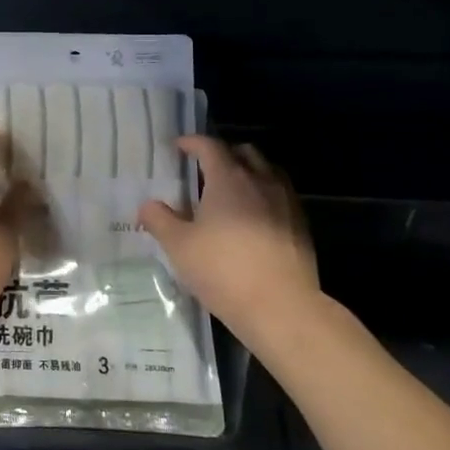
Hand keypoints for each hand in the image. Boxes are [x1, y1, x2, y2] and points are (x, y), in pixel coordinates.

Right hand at [138, 136, 321, 359]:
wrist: (281, 307)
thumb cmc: (223, 270)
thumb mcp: (178, 246)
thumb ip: (160, 220)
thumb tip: (147, 205)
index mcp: (228, 179)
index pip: (210, 146)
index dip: (192, 142)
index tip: (179, 147)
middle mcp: (260, 181)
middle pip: (244, 152)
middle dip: (224, 154)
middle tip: (205, 169)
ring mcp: (286, 202)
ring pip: (268, 172)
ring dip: (249, 172)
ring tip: (232, 192)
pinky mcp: (301, 225)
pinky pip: (281, 196)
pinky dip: (265, 196)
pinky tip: (254, 218)